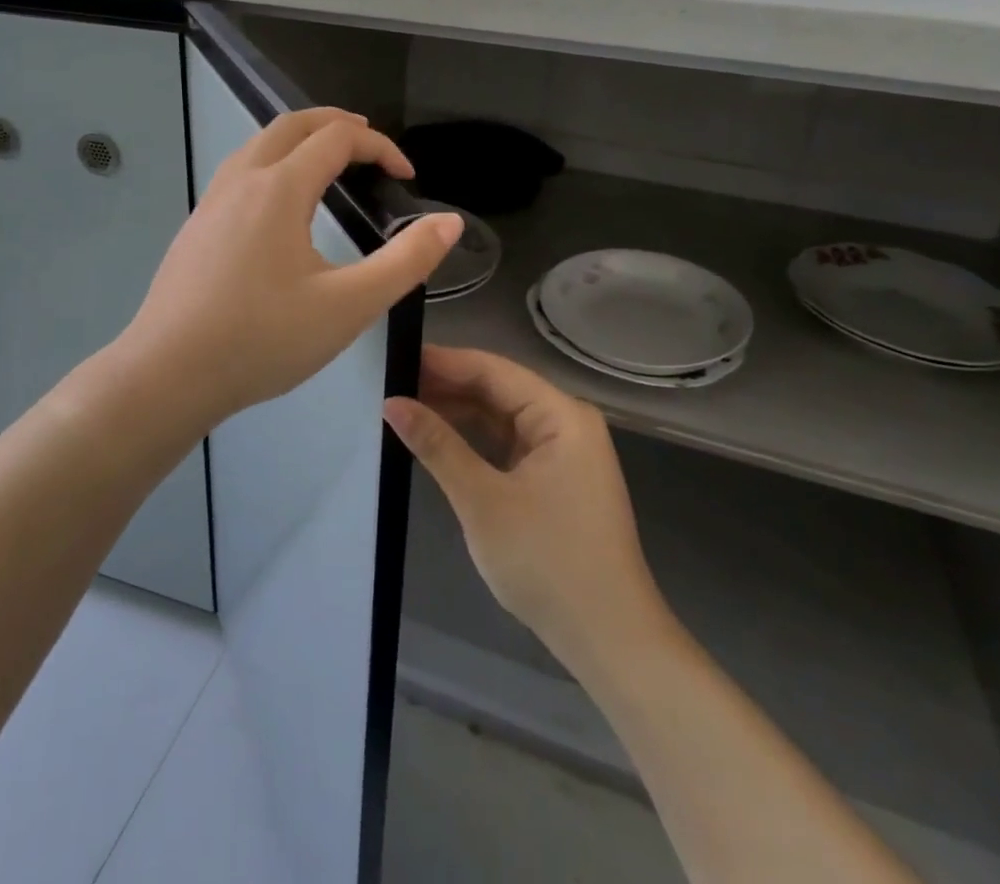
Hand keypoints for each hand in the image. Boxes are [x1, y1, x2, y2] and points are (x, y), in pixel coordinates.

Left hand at [114, 109, 461, 429]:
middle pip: (292, 124)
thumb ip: (405, 262)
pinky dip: (273, 163)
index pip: (337, 138)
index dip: (380, 147)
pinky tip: (280, 206)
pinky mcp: (196, 227)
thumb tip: (448, 222)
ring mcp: (212, 201)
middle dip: (336, 123)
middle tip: (370, 144)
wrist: (168, 374)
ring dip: (299, 139)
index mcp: (280, 188)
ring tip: (328, 162)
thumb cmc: (263, 340)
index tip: (406, 178)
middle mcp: (242, 180)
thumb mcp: (348, 306)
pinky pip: (240, 172)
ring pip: (259, 144)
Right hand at [384, 347, 674, 674]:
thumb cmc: (547, 563)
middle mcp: (566, 423)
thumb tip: (391, 403)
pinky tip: (438, 438)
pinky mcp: (555, 479)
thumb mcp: (482, 500)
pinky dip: (473, 439)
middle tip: (391, 383)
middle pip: (497, 389)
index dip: (443, 362)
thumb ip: (437, 445)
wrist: (609, 641)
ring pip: (500, 416)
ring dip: (457, 412)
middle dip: (446, 386)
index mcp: (561, 415)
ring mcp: (563, 452)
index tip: (395, 357)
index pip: (492, 370)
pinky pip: (507, 443)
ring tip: (405, 405)